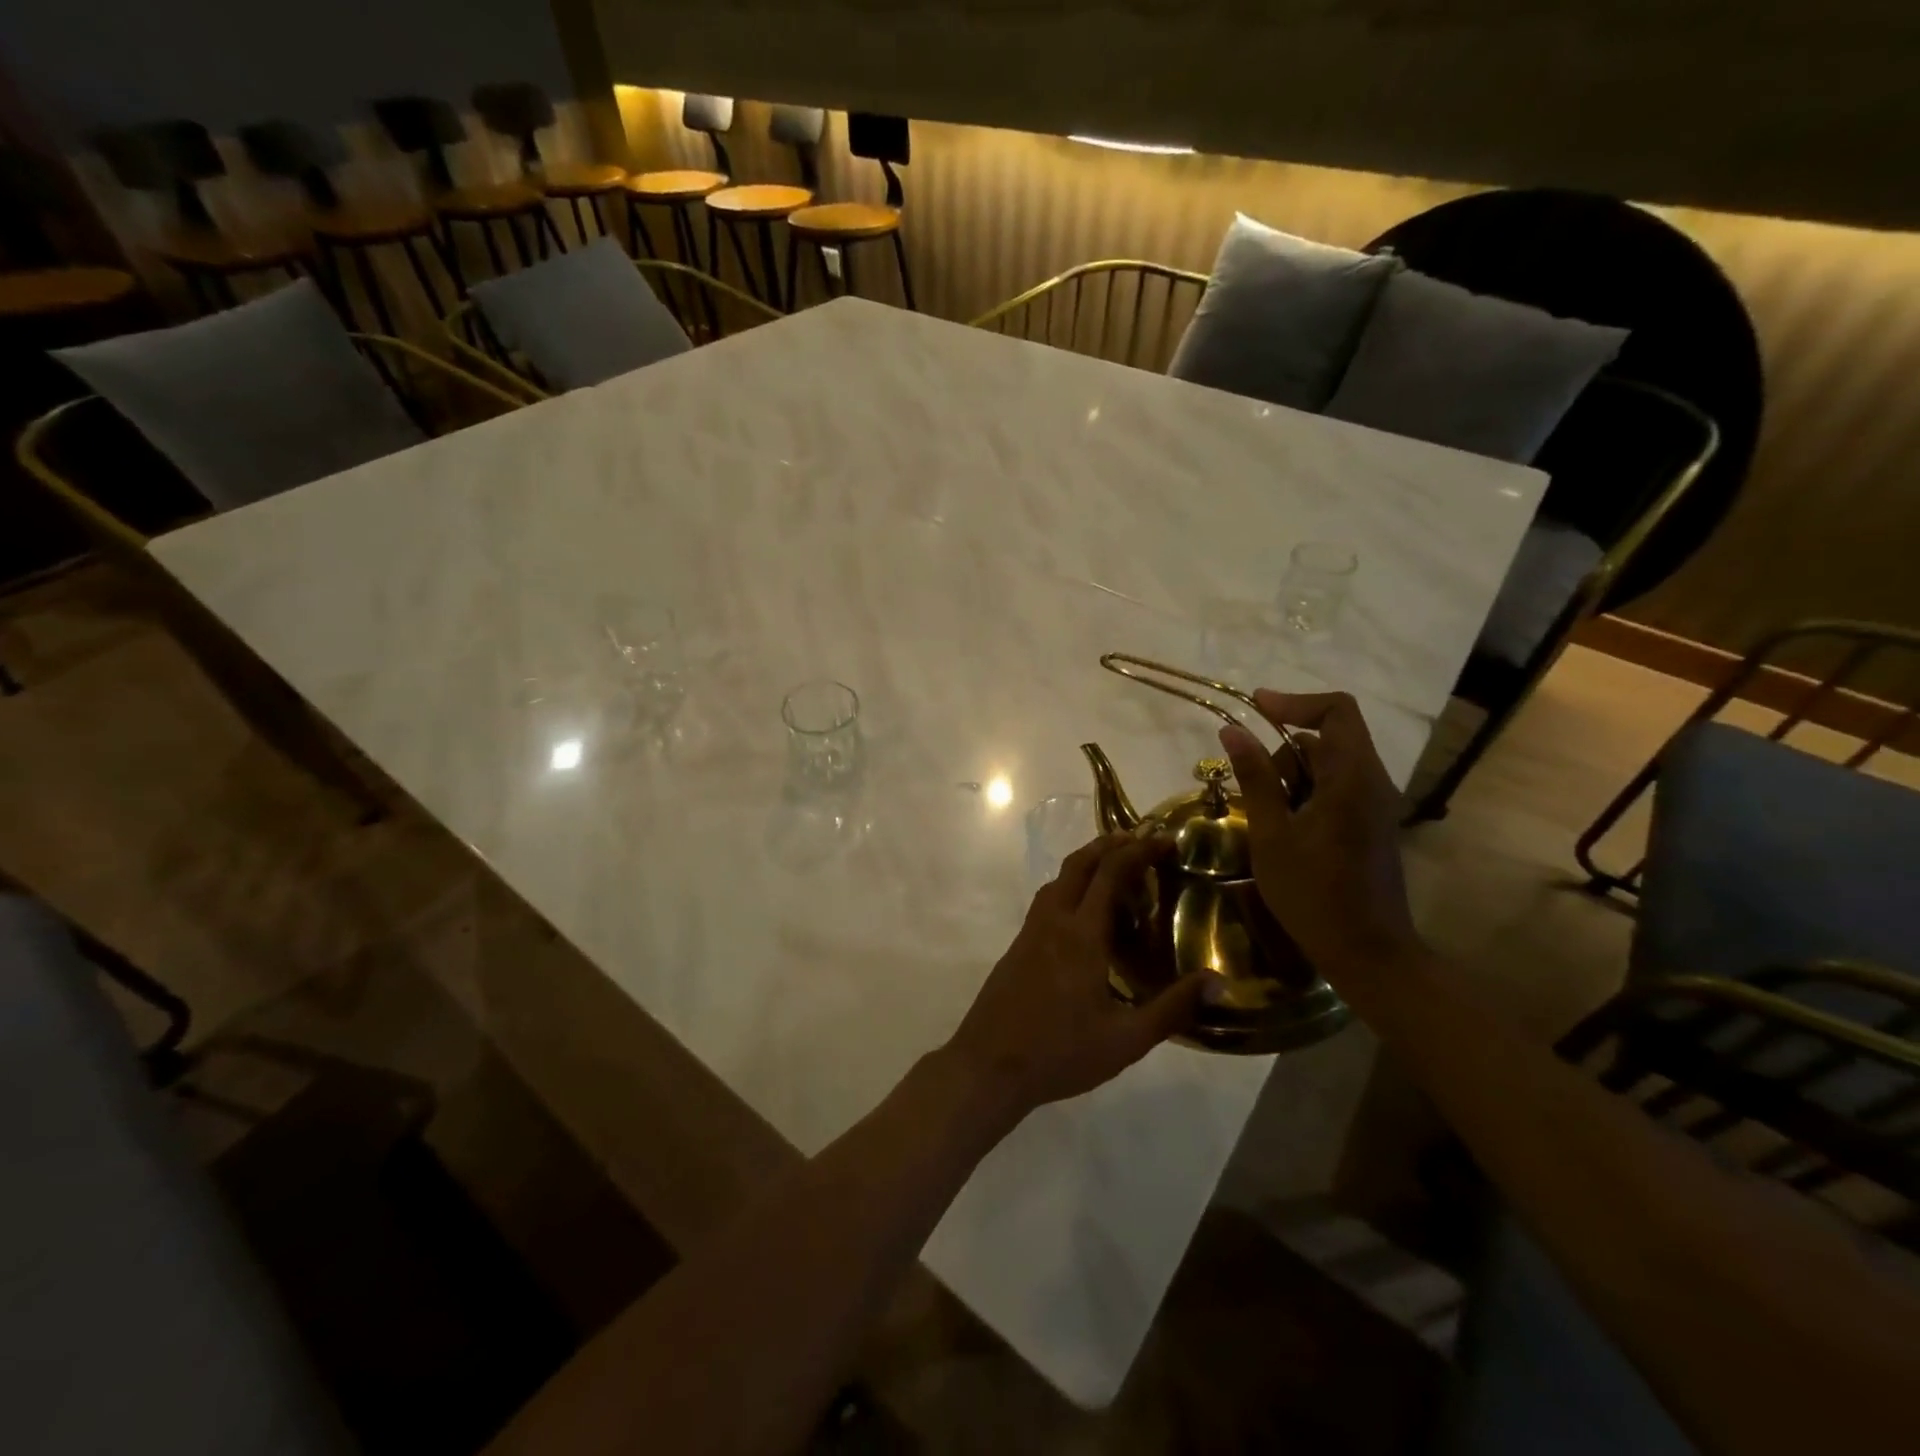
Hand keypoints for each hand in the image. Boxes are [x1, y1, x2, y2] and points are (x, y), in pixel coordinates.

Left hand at [942, 834, 1222, 1118]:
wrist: (988, 1066)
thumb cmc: (1060, 1053)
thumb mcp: (1126, 1040)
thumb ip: (1173, 1008)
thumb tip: (1219, 981)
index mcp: (1081, 935)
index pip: (1110, 873)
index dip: (1139, 850)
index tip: (1165, 840)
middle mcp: (1053, 921)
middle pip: (1078, 864)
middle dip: (1110, 844)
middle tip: (1141, 839)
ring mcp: (1030, 932)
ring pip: (1057, 879)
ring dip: (1086, 862)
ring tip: (1114, 866)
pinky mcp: (1017, 947)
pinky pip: (1047, 900)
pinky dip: (1070, 886)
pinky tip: (1083, 913)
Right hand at [1217, 690, 1422, 981]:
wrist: (1367, 952)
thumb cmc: (1313, 893)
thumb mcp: (1271, 834)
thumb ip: (1255, 778)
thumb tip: (1232, 730)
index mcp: (1353, 778)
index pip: (1337, 711)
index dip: (1295, 701)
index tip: (1254, 707)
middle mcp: (1372, 782)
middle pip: (1329, 739)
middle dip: (1285, 753)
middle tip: (1253, 790)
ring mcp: (1375, 805)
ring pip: (1330, 766)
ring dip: (1293, 778)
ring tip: (1266, 818)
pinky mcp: (1371, 824)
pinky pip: (1337, 789)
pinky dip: (1306, 795)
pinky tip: (1284, 830)